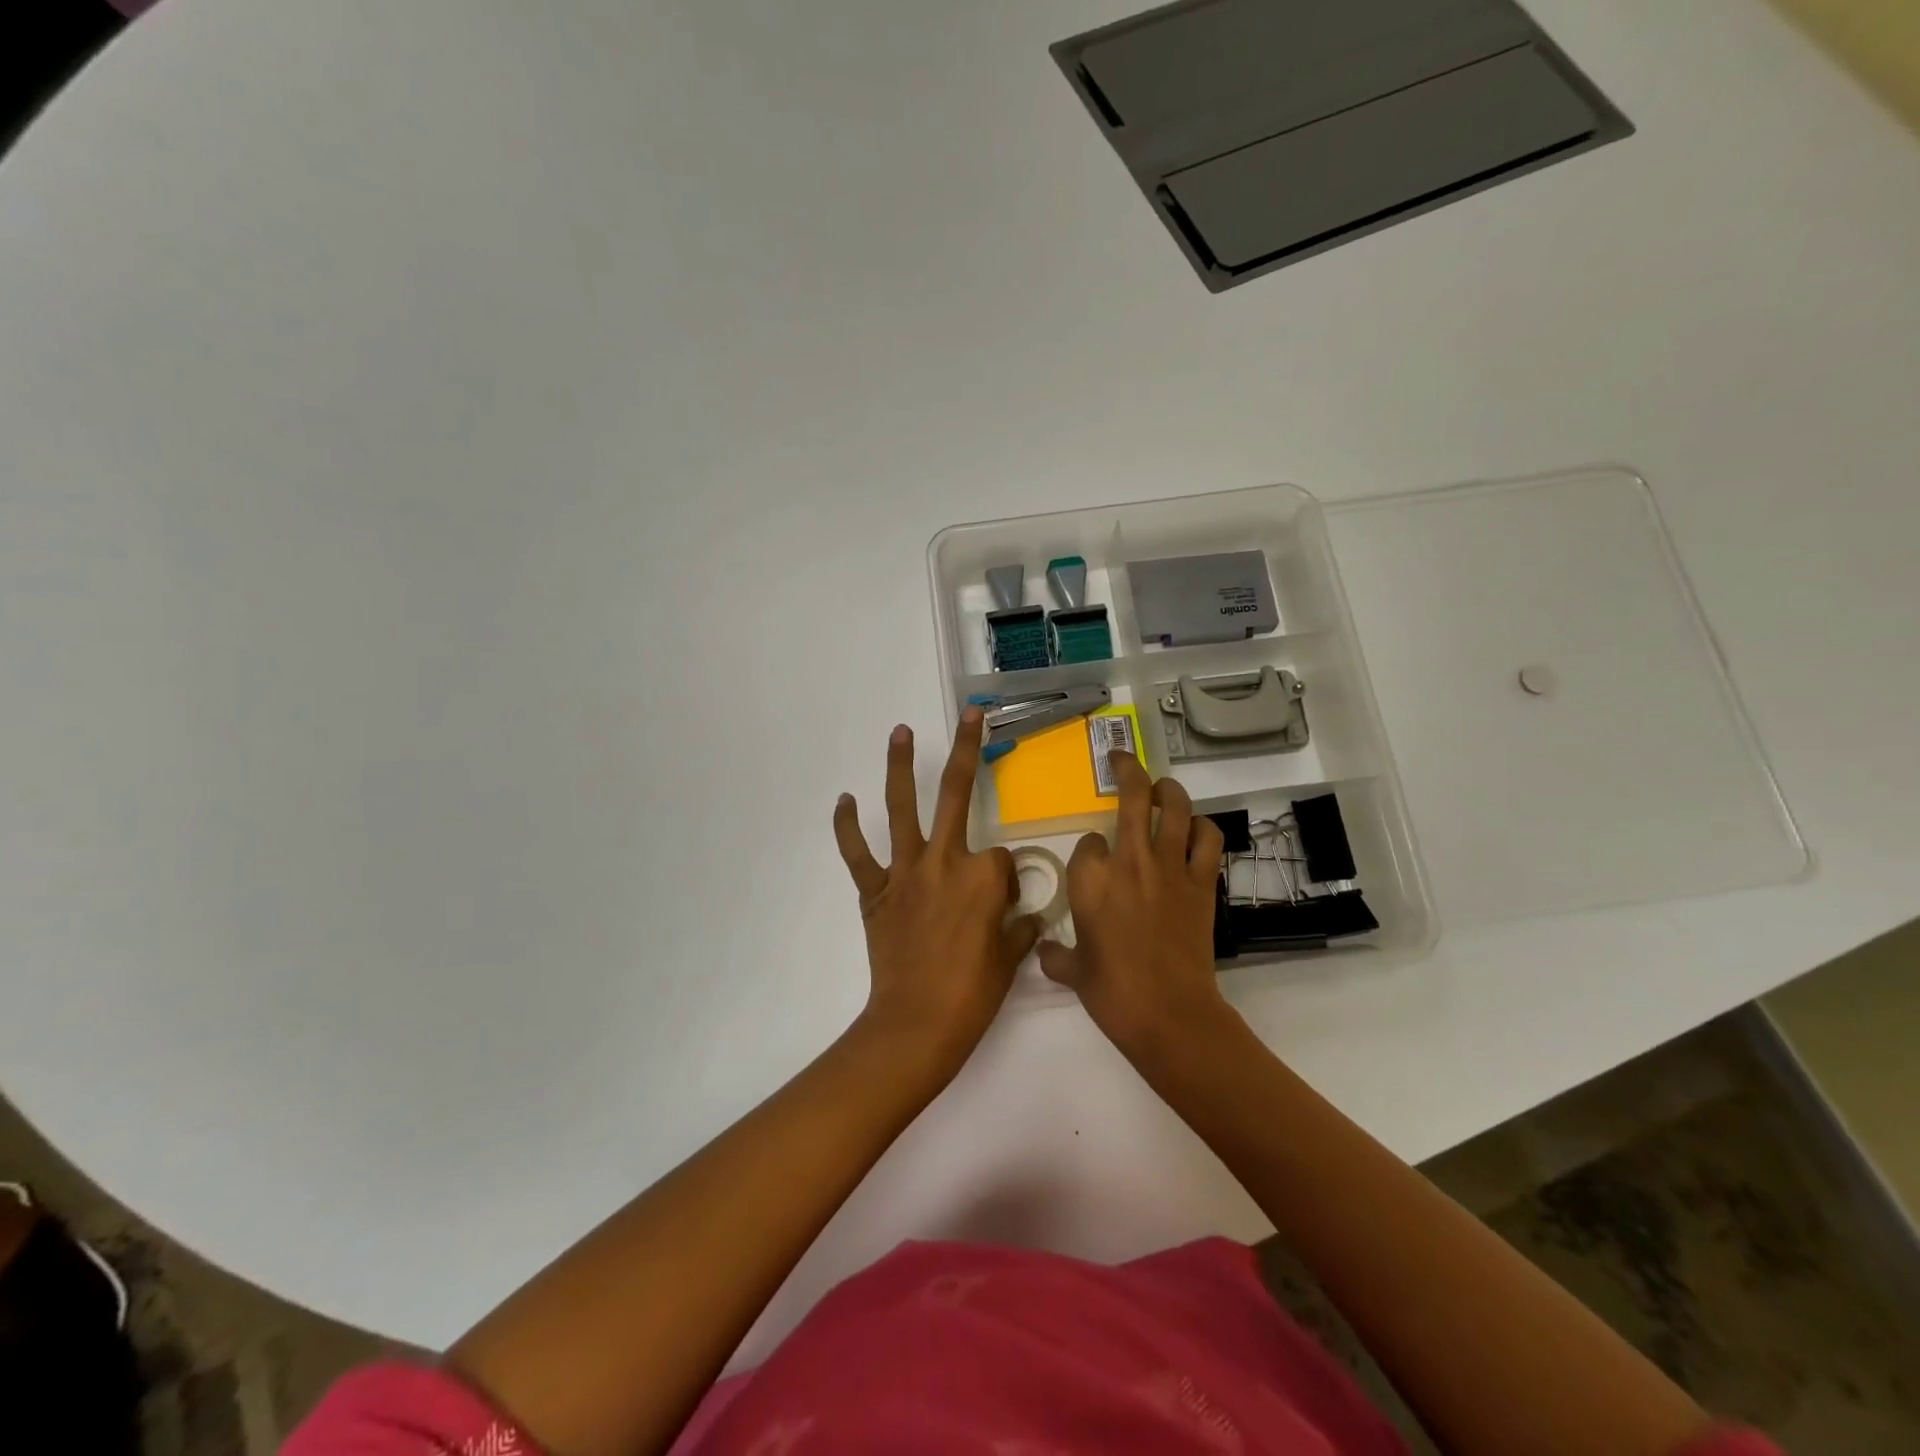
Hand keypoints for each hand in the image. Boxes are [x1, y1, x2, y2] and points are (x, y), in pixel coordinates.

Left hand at [833, 707, 1042, 1070]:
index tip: (1002, 907)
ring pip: (902, 809)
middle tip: (971, 715)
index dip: (1005, 880)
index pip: (1002, 858)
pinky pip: (859, 854)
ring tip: (899, 732)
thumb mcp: (1011, 958)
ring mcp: (907, 873)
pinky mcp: (876, 891)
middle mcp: (946, 860)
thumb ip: (1021, 928)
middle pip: (957, 795)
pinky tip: (845, 801)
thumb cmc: (973, 994)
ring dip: (899, 767)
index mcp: (984, 876)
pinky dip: (848, 828)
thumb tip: (1027, 918)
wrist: (918, 1024)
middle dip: (967, 750)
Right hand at [1038, 751, 1230, 1059]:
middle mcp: (1128, 860)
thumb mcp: (1072, 972)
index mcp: (1089, 879)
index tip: (1092, 861)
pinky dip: (1204, 828)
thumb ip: (1055, 954)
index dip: (1089, 848)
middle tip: (1121, 759)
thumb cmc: (1111, 991)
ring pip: (1174, 807)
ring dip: (1168, 789)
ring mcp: (1169, 867)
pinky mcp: (1201, 881)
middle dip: (1125, 770)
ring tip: (1162, 787)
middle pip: (1131, 796)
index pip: (1087, 842)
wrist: (1167, 1012)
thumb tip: (1044, 949)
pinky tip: (1196, 830)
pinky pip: (1208, 839)